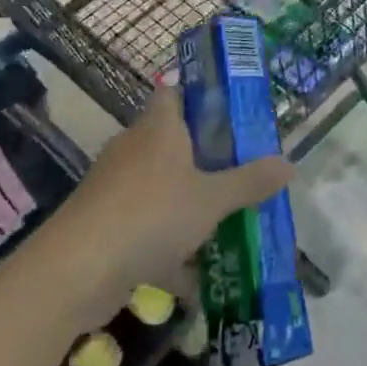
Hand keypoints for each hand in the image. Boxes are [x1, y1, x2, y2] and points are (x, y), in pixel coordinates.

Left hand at [56, 88, 293, 305]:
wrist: (75, 271)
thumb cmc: (151, 215)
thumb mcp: (212, 199)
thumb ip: (251, 181)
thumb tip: (291, 163)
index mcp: (159, 128)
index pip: (175, 93)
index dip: (201, 97)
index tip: (232, 114)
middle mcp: (133, 148)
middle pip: (172, 141)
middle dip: (206, 157)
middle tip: (242, 170)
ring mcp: (114, 186)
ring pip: (160, 186)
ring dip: (188, 203)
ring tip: (226, 221)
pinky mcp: (102, 223)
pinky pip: (145, 223)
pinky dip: (167, 242)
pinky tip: (192, 272)